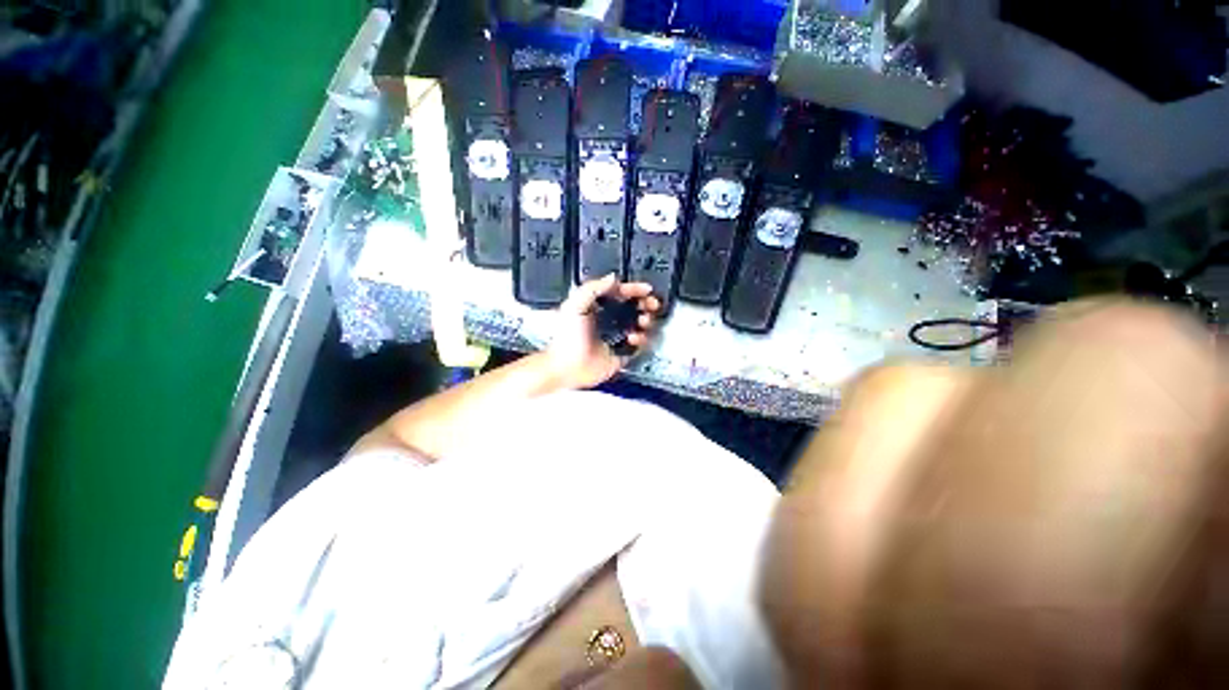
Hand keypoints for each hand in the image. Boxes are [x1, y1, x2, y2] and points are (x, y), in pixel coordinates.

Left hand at [547, 274, 661, 389]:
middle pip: (634, 307)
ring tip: (642, 321)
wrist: (567, 367)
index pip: (619, 293)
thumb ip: (593, 288)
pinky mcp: (622, 352)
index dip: (633, 289)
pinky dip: (641, 340)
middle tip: (652, 304)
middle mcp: (609, 320)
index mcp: (597, 306)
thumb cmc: (566, 337)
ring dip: (645, 321)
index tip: (646, 289)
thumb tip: (612, 277)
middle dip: (646, 304)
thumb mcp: (575, 305)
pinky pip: (639, 344)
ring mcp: (617, 336)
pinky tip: (633, 338)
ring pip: (640, 325)